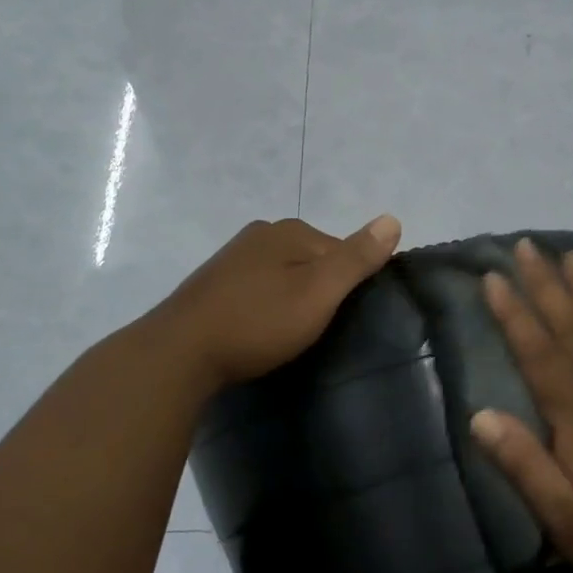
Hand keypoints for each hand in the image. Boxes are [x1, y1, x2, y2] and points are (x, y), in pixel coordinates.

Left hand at [150, 215, 400, 390]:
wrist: (179, 354)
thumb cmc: (257, 322)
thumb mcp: (318, 292)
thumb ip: (356, 258)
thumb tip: (393, 219)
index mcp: (288, 230)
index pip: (341, 250)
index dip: (349, 285)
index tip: (346, 319)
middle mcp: (260, 234)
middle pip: (311, 261)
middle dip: (320, 290)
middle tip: (319, 330)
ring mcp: (232, 258)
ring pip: (283, 275)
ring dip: (292, 299)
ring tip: (291, 335)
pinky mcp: (213, 284)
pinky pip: (257, 289)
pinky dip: (266, 306)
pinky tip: (261, 330)